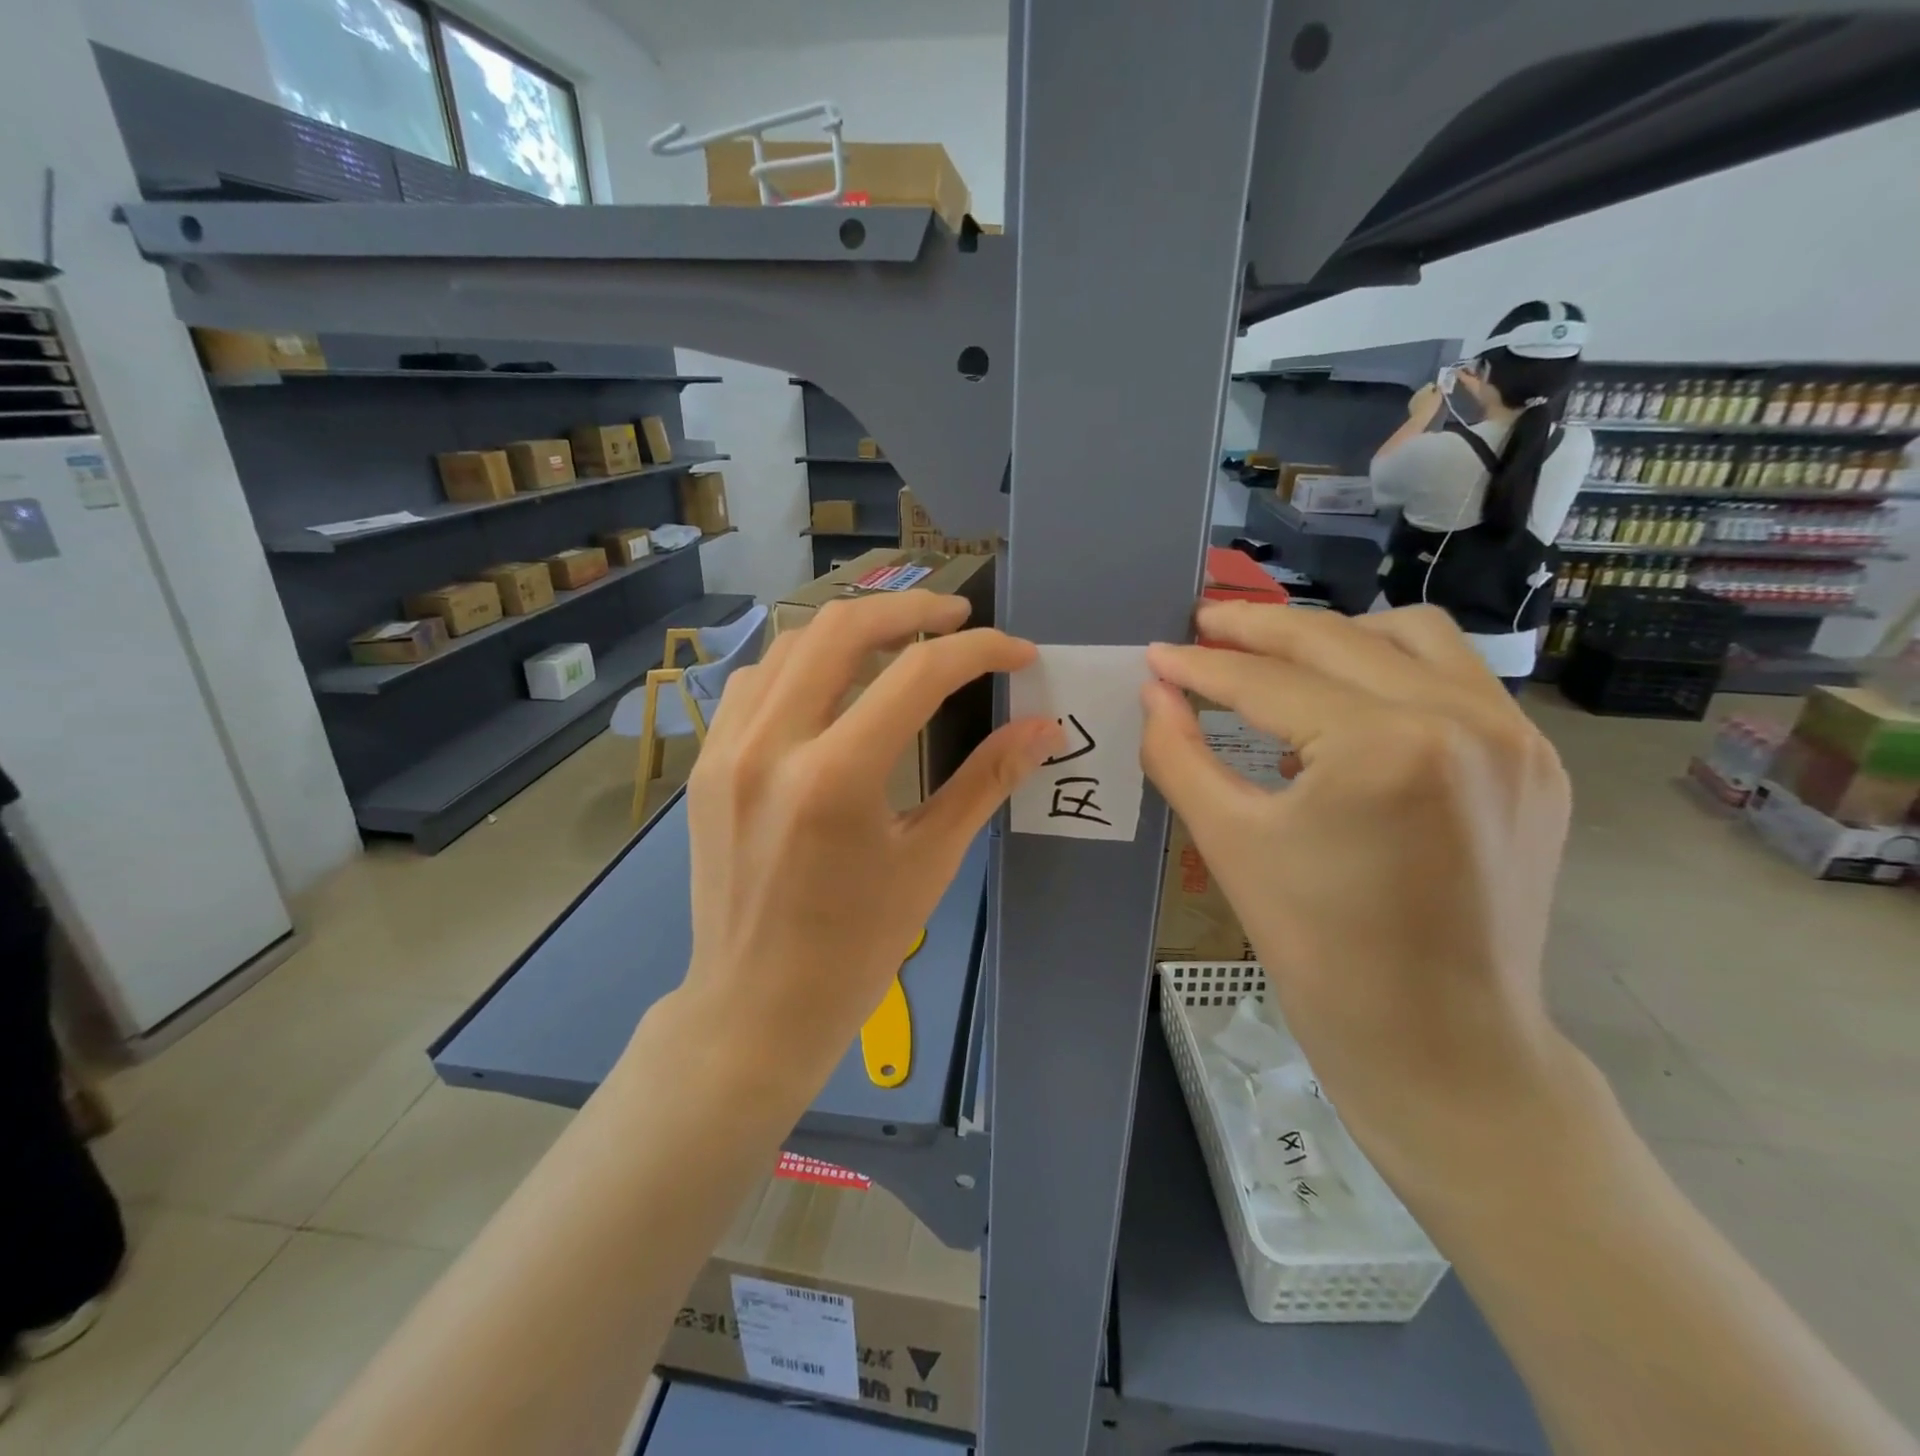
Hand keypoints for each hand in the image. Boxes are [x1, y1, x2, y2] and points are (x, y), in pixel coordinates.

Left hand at [668, 591, 1061, 1098]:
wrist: (755, 1005)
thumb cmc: (855, 948)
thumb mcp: (930, 861)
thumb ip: (987, 782)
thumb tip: (1044, 729)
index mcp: (835, 778)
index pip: (918, 675)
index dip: (980, 651)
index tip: (1017, 653)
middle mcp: (770, 745)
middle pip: (843, 629)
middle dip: (912, 609)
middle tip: (958, 617)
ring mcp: (727, 749)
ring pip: (791, 643)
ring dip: (854, 630)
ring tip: (901, 643)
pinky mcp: (708, 762)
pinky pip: (756, 681)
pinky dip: (802, 664)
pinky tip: (833, 686)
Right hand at [1140, 602, 1580, 1191]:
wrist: (1439, 1041)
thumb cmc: (1320, 950)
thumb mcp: (1230, 843)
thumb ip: (1178, 753)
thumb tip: (1153, 691)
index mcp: (1386, 747)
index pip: (1269, 682)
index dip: (1201, 667)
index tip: (1155, 653)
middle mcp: (1464, 719)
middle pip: (1337, 640)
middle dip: (1257, 630)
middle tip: (1202, 628)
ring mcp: (1514, 737)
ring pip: (1410, 638)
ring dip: (1335, 637)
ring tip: (1279, 659)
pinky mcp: (1535, 762)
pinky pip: (1456, 679)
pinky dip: (1391, 671)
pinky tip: (1348, 705)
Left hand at [1407, 381, 1442, 421]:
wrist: (1419, 418)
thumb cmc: (1431, 406)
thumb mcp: (1439, 396)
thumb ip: (1439, 390)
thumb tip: (1439, 386)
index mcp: (1425, 388)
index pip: (1431, 384)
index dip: (1436, 388)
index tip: (1439, 393)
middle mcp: (1418, 391)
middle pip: (1425, 390)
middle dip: (1429, 393)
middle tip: (1434, 399)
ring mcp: (1413, 398)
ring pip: (1420, 396)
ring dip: (1424, 398)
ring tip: (1428, 404)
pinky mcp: (1410, 405)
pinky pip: (1417, 402)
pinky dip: (1420, 403)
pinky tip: (1423, 408)